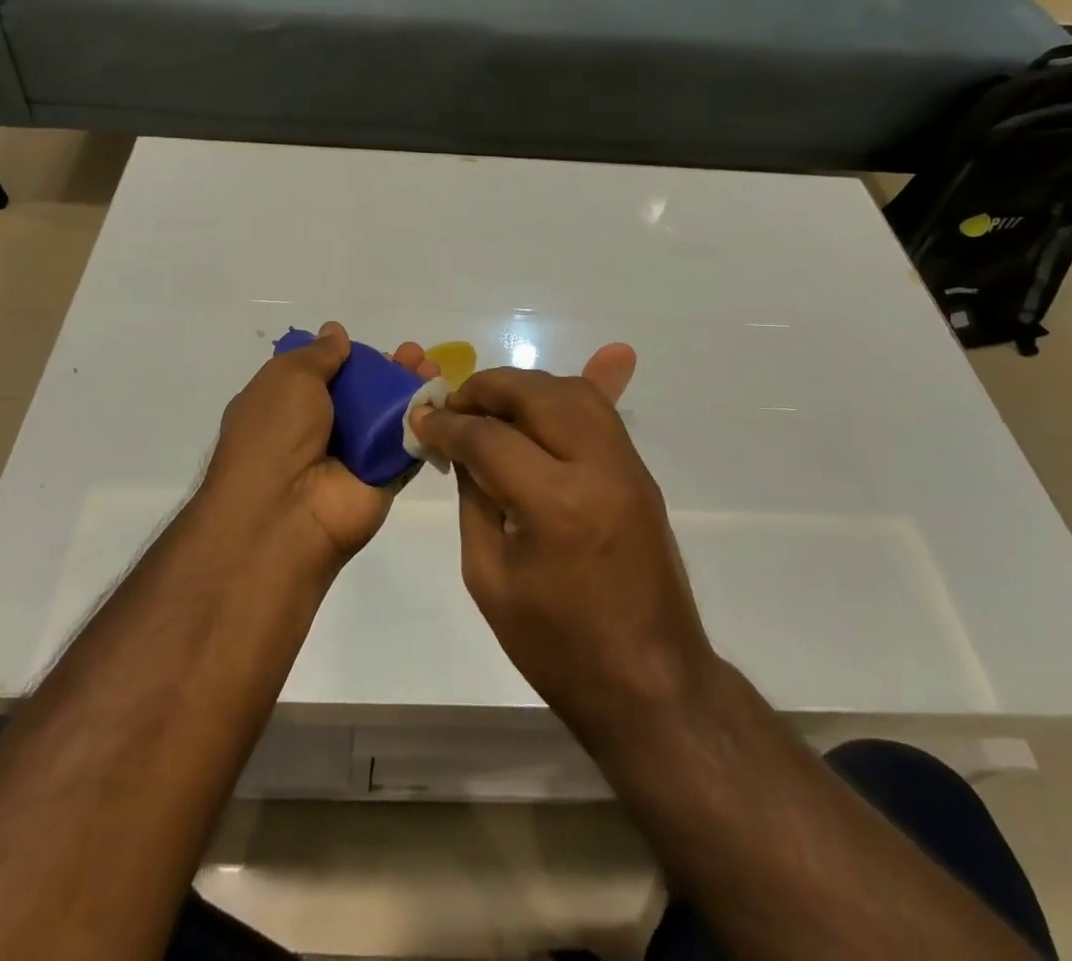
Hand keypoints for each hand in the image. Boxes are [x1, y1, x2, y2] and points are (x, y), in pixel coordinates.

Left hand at [206, 322, 437, 568]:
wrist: (284, 515)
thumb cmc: (275, 435)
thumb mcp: (287, 378)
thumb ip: (318, 354)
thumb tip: (335, 332)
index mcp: (286, 406)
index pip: (322, 375)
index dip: (348, 358)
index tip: (370, 347)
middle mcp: (318, 430)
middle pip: (361, 393)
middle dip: (388, 369)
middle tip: (413, 353)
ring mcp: (352, 456)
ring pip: (388, 416)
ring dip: (411, 389)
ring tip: (432, 367)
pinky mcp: (382, 478)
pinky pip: (407, 446)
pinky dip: (425, 422)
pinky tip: (442, 398)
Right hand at [409, 358, 716, 750]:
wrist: (651, 685)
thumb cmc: (558, 646)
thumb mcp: (490, 576)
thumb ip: (474, 499)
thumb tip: (460, 447)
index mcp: (557, 504)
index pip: (490, 437)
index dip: (448, 424)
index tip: (421, 418)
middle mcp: (599, 468)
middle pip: (537, 393)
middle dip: (487, 388)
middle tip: (454, 403)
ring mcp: (628, 467)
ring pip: (575, 391)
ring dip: (526, 387)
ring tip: (491, 405)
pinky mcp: (641, 474)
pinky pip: (600, 413)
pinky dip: (561, 400)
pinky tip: (535, 407)